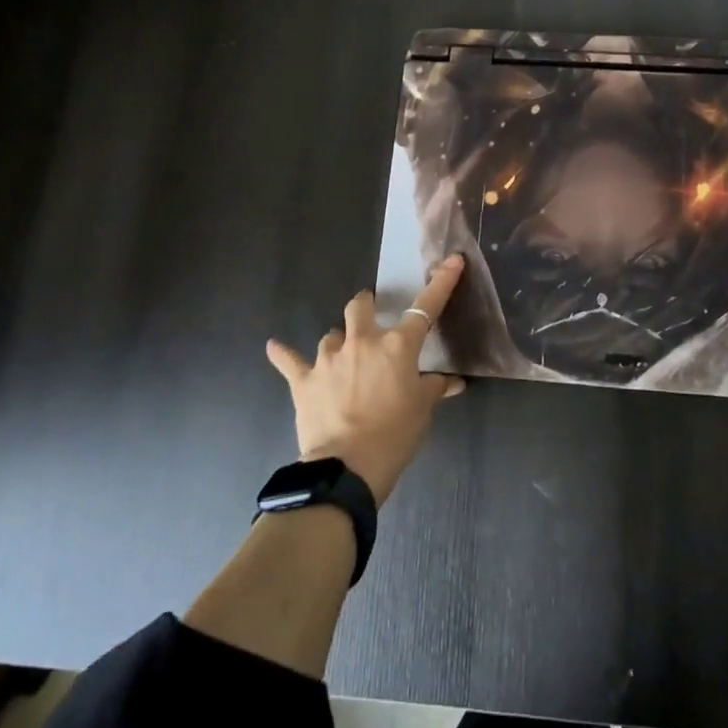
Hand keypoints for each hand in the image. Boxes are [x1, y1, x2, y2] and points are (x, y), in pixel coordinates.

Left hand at [265, 255, 467, 503]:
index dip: (441, 283)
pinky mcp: (304, 380)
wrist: (348, 466)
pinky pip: (289, 360)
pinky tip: (274, 346)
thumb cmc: (395, 435)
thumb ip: (435, 388)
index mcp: (397, 346)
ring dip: (338, 340)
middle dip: (366, 305)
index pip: (426, 308)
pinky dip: (283, 354)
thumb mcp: (422, 411)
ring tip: (341, 354)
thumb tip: (453, 382)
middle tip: (370, 313)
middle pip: (360, 307)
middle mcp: (362, 342)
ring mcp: (329, 359)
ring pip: (331, 333)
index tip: (452, 261)